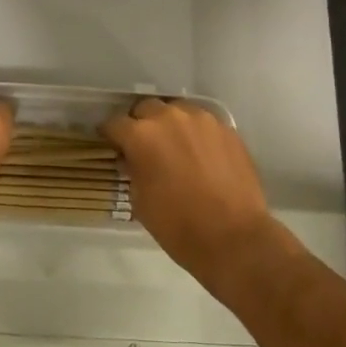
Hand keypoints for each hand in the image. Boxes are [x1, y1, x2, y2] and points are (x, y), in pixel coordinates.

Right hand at [103, 98, 281, 294]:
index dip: (110, 135)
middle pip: (145, 108)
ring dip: (170, 124)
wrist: (235, 238)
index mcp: (141, 135)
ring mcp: (202, 120)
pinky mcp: (227, 129)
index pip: (115, 123)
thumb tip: (132, 160)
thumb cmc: (179, 226)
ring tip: (175, 147)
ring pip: (177, 111)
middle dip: (140, 124)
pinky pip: (203, 123)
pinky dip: (196, 134)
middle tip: (144, 146)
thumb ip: (133, 171)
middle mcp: (170, 118)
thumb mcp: (140, 202)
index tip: (112, 146)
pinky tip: (200, 155)